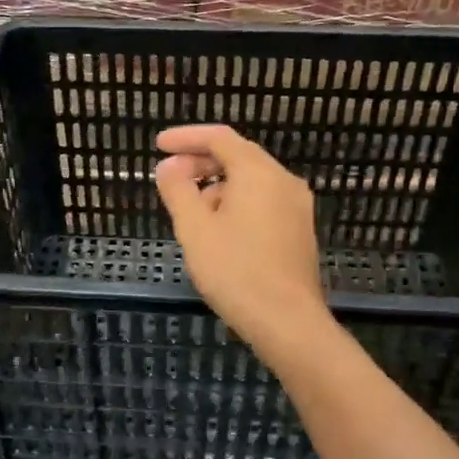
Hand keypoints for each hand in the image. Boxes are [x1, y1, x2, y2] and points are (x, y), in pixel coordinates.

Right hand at [154, 125, 329, 359]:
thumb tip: (169, 166)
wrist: (287, 321)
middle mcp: (284, 181)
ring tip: (192, 214)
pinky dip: (236, 205)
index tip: (159, 145)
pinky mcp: (299, 231)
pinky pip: (263, 203)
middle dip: (201, 164)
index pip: (220, 138)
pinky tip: (219, 232)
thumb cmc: (235, 271)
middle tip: (170, 179)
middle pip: (238, 157)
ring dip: (218, 187)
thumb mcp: (195, 229)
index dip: (186, 137)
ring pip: (251, 183)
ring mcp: (297, 207)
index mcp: (259, 173)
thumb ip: (178, 190)